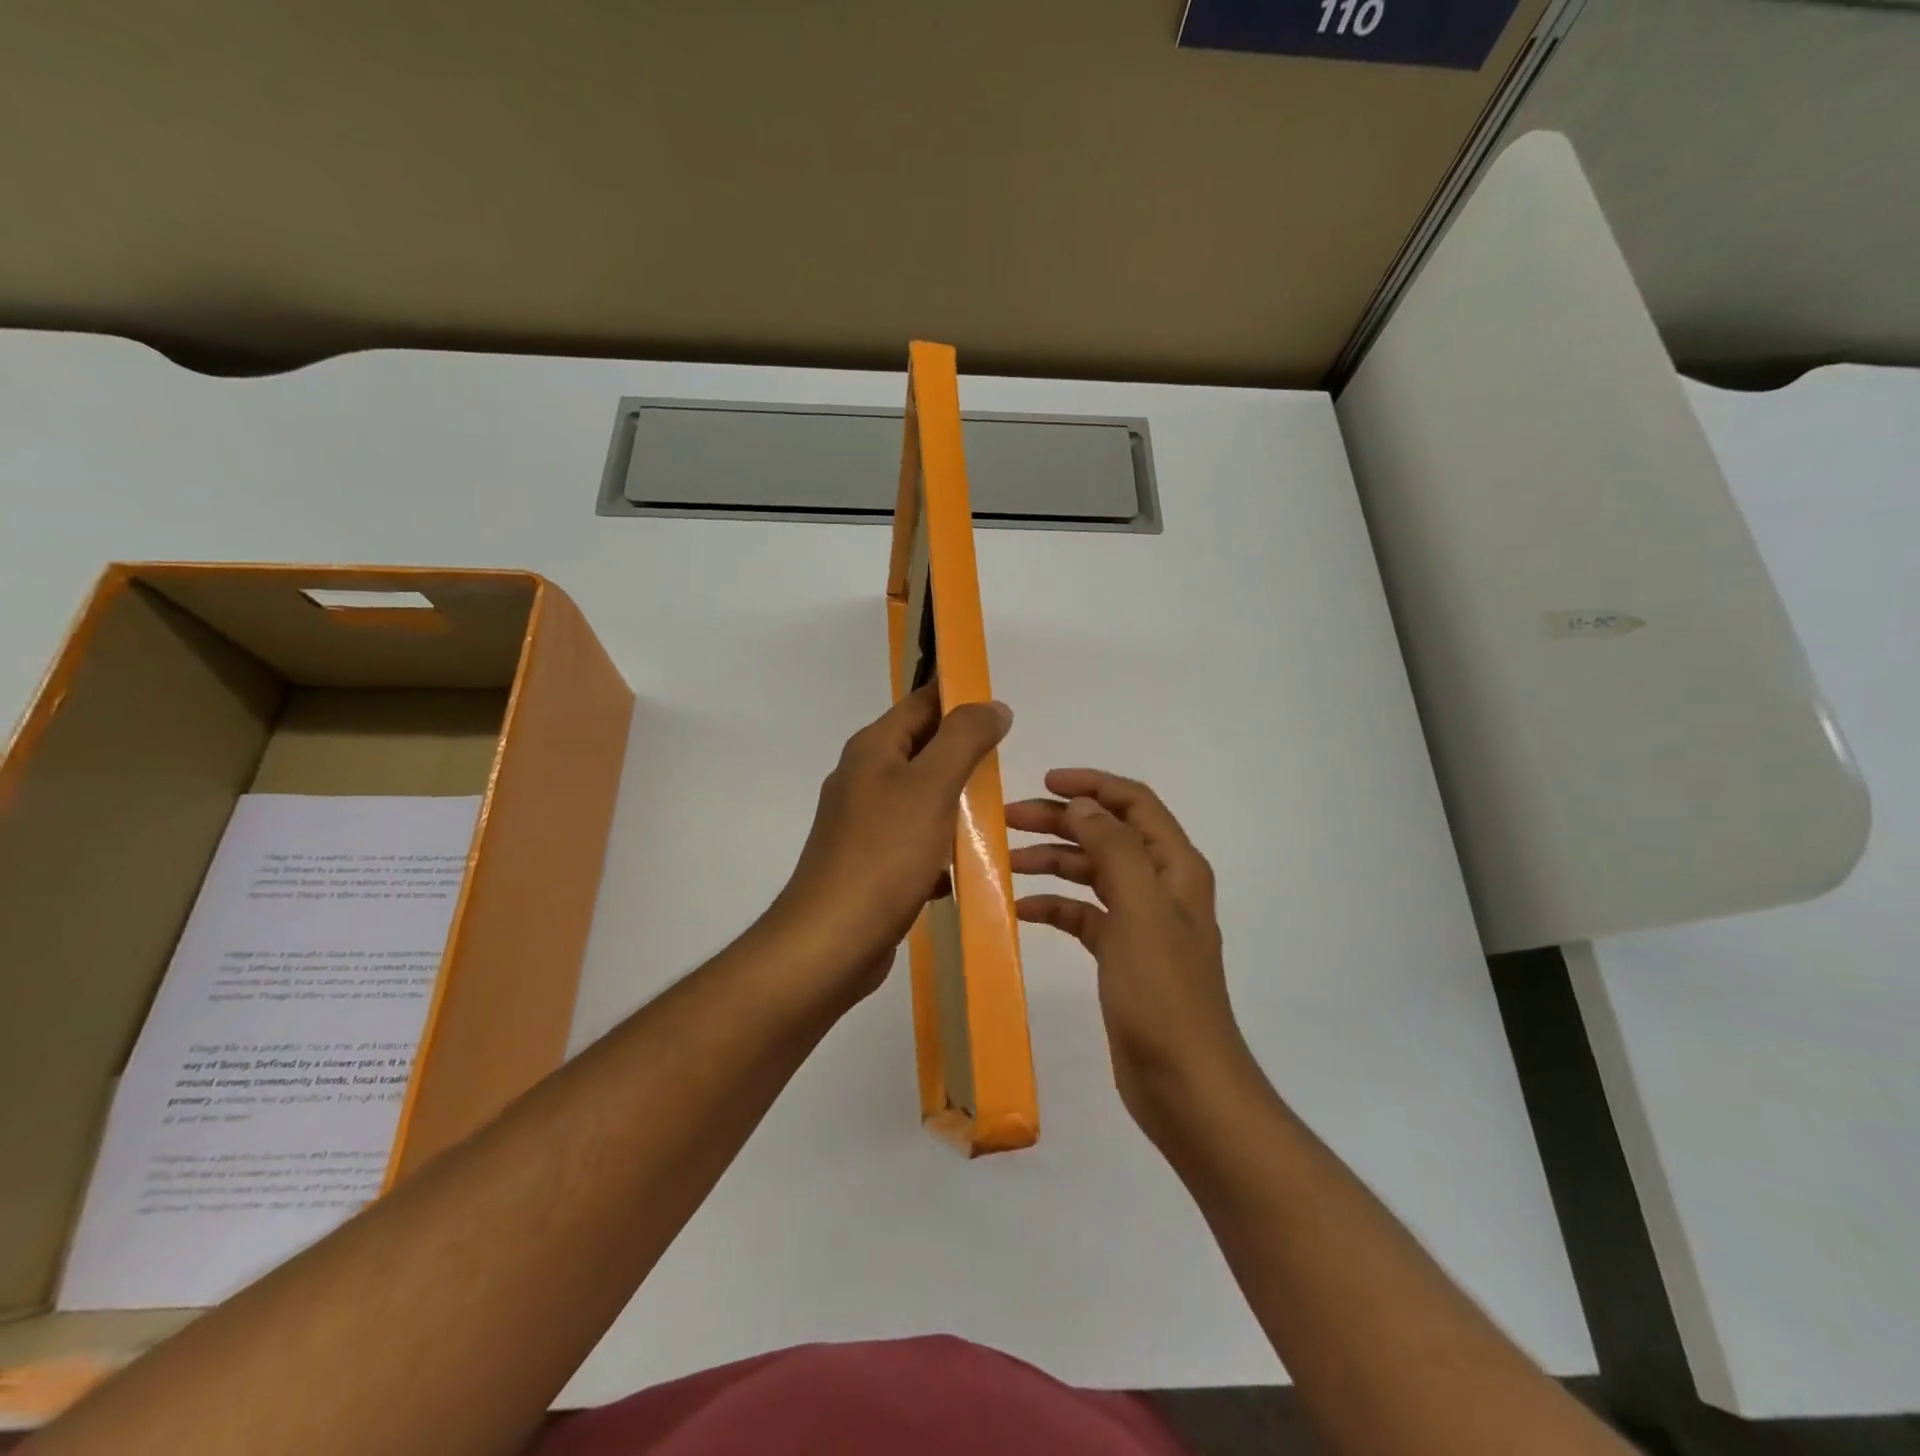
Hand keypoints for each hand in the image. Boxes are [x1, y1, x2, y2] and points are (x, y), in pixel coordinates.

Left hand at [765, 684, 1012, 1005]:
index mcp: (873, 749)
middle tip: (1009, 759)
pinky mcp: (873, 862)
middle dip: (965, 751)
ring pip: (923, 797)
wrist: (832, 942)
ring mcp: (865, 823)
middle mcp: (865, 778)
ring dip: (958, 801)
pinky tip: (968, 863)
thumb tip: (992, 705)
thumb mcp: (931, 786)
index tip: (1002, 706)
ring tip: (999, 809)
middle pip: (923, 748)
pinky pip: (917, 840)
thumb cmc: (884, 855)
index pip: (921, 702)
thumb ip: (964, 739)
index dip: (960, 697)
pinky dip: (944, 845)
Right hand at [1008, 770, 1256, 1141]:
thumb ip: (1114, 848)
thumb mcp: (1140, 910)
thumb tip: (1084, 806)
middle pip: (1107, 834)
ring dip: (1053, 861)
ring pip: (1092, 873)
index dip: (1092, 786)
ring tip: (1007, 860)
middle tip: (1008, 819)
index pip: (1134, 804)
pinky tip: (1021, 910)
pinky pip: (1083, 915)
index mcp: (1174, 867)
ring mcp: (1141, 922)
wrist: (1184, 1083)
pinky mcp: (1122, 955)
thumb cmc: (1163, 992)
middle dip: (1061, 821)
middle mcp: (1160, 886)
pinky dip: (1055, 906)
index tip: (1044, 782)